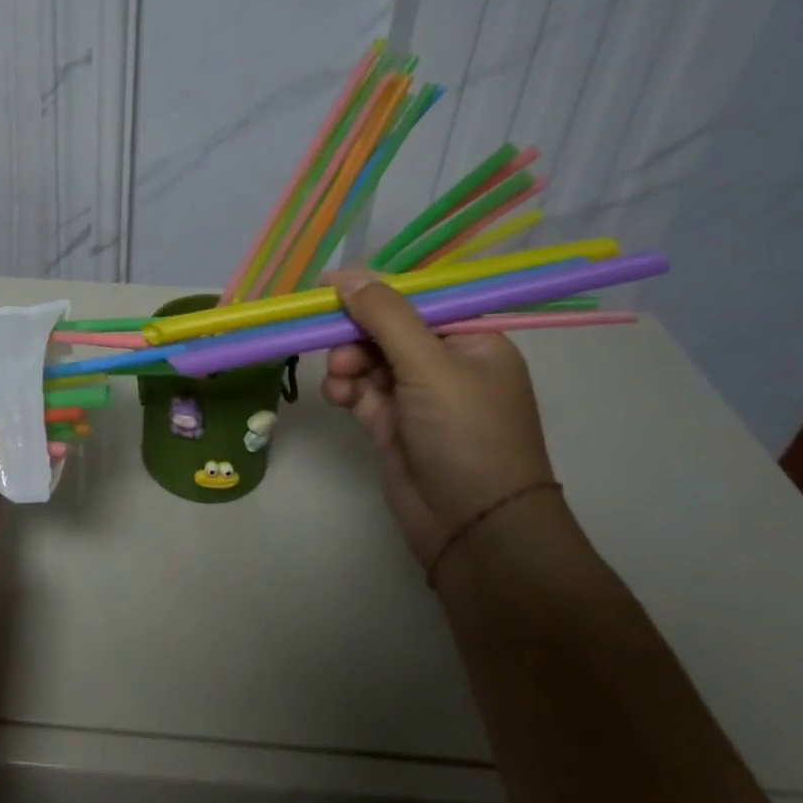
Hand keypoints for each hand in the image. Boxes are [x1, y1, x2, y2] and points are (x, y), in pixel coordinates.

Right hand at [322, 269, 559, 571]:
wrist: (474, 530)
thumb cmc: (465, 435)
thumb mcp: (429, 365)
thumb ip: (385, 315)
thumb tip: (344, 273)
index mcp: (473, 340)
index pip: (417, 301)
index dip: (374, 293)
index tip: (329, 289)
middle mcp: (446, 364)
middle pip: (387, 329)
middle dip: (356, 335)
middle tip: (334, 345)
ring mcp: (418, 397)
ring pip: (368, 360)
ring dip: (347, 363)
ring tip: (341, 380)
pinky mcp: (393, 424)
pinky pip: (361, 391)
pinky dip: (345, 389)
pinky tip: (339, 398)